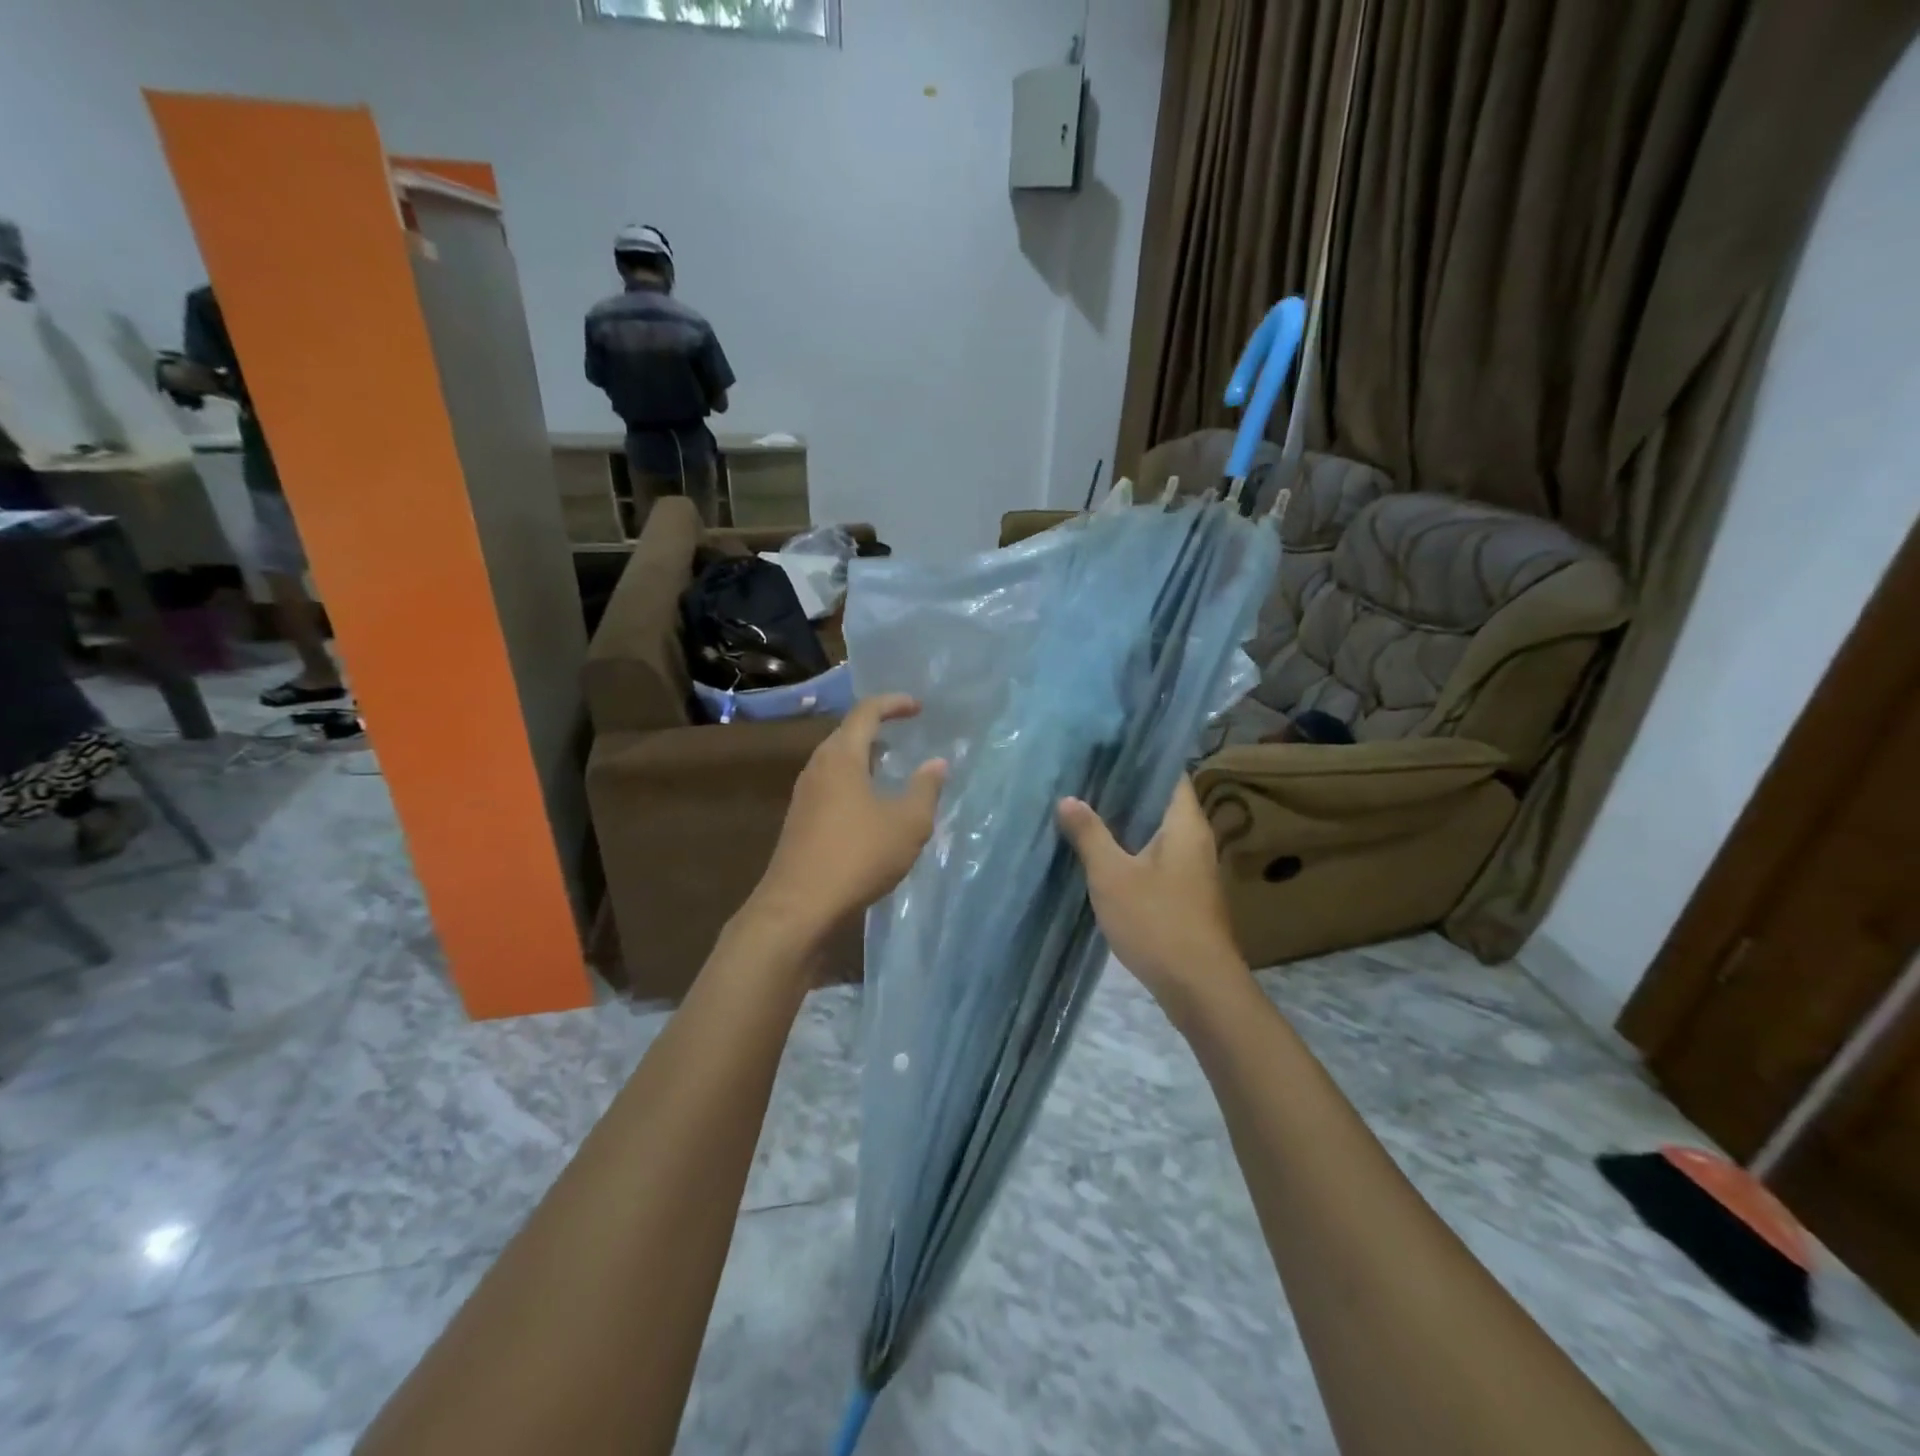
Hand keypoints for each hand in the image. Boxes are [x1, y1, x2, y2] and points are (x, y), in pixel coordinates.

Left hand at [746, 694, 946, 949]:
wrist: (799, 907)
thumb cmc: (858, 856)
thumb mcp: (907, 824)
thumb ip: (925, 789)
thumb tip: (937, 763)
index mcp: (842, 757)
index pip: (866, 712)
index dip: (893, 704)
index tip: (917, 708)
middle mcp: (818, 767)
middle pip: (847, 734)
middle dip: (877, 729)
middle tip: (905, 734)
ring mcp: (804, 795)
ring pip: (837, 762)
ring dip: (864, 758)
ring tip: (891, 768)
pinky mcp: (800, 821)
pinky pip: (830, 786)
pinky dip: (853, 782)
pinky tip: (870, 806)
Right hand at [1058, 778, 1249, 1023]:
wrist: (1198, 986)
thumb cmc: (1157, 920)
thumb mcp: (1112, 875)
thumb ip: (1090, 834)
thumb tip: (1067, 799)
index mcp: (1186, 824)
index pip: (1172, 774)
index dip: (1143, 759)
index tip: (1108, 751)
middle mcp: (1196, 840)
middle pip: (1163, 803)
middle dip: (1127, 792)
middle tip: (1086, 779)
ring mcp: (1194, 870)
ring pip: (1158, 833)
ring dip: (1128, 824)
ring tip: (1088, 811)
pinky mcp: (1186, 895)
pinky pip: (1158, 859)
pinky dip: (1133, 851)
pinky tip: (1104, 855)